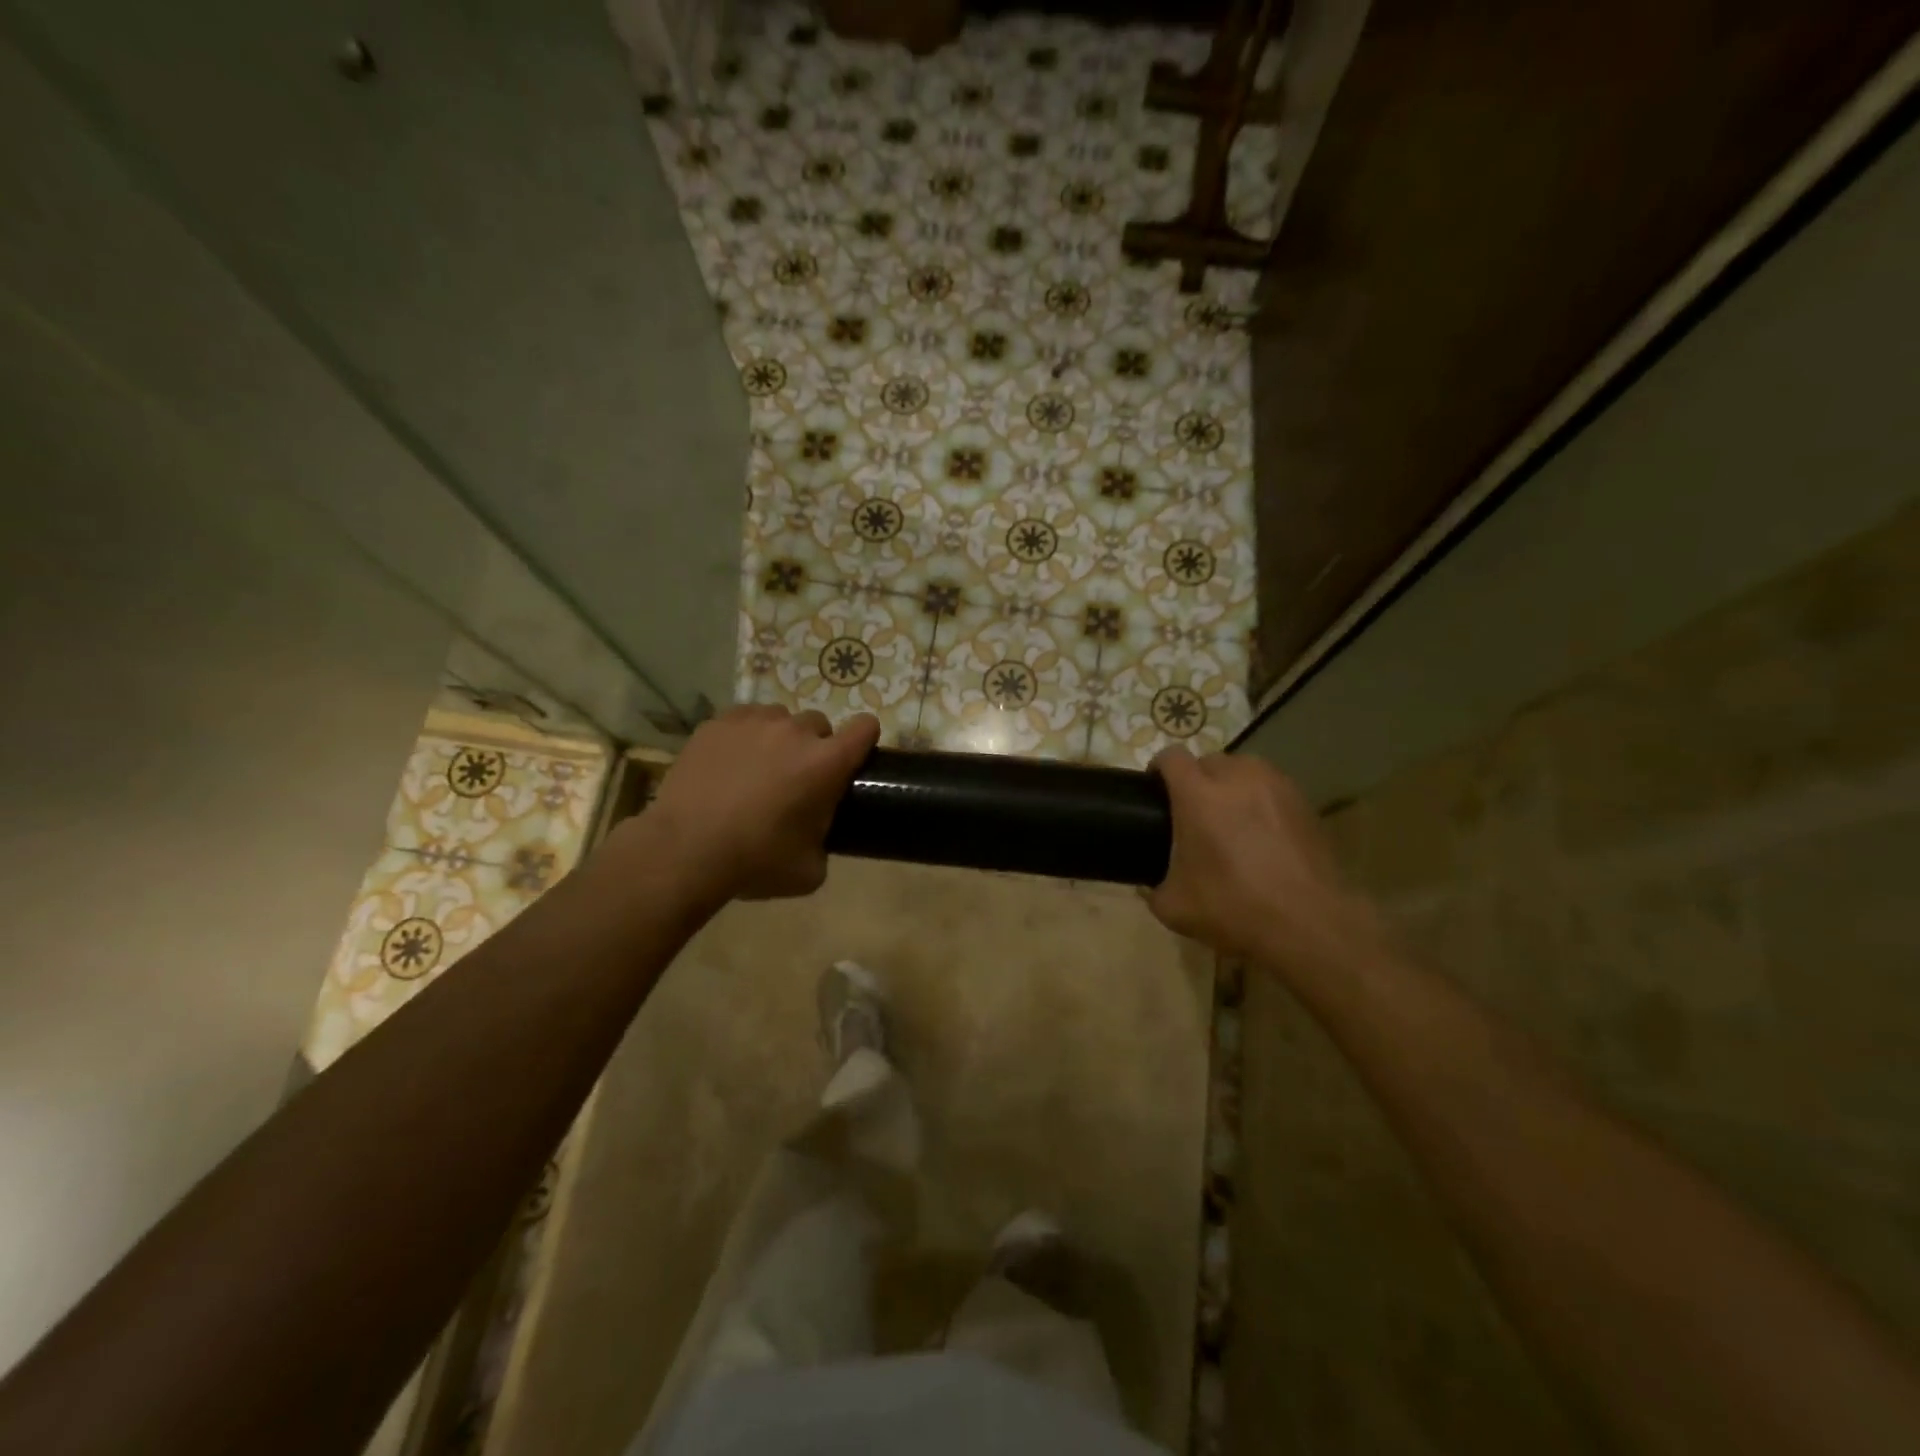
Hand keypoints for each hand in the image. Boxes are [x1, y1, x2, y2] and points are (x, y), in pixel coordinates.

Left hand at [640, 706, 879, 901]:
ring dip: (779, 739)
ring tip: (758, 769)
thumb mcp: (810, 870)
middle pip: (819, 724)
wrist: (684, 850)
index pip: (865, 728)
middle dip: (814, 747)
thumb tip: (818, 834)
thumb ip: (826, 841)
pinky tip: (729, 764)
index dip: (864, 740)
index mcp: (826, 763)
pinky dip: (744, 736)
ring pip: (780, 719)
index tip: (852, 758)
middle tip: (796, 779)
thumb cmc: (755, 861)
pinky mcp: (717, 724)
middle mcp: (795, 732)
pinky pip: (744, 719)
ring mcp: (753, 722)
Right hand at [1147, 747, 1383, 975]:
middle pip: (1209, 761)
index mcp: (1198, 795)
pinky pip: (1272, 787)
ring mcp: (1276, 786)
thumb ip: (1152, 888)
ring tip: (1230, 816)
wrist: (1310, 923)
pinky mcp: (1304, 802)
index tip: (1155, 789)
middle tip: (1194, 812)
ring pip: (1244, 769)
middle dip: (1197, 779)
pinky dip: (1261, 800)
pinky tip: (1262, 832)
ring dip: (1231, 785)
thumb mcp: (1174, 907)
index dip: (1159, 768)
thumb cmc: (1234, 908)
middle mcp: (1237, 778)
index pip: (1171, 757)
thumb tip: (1150, 885)